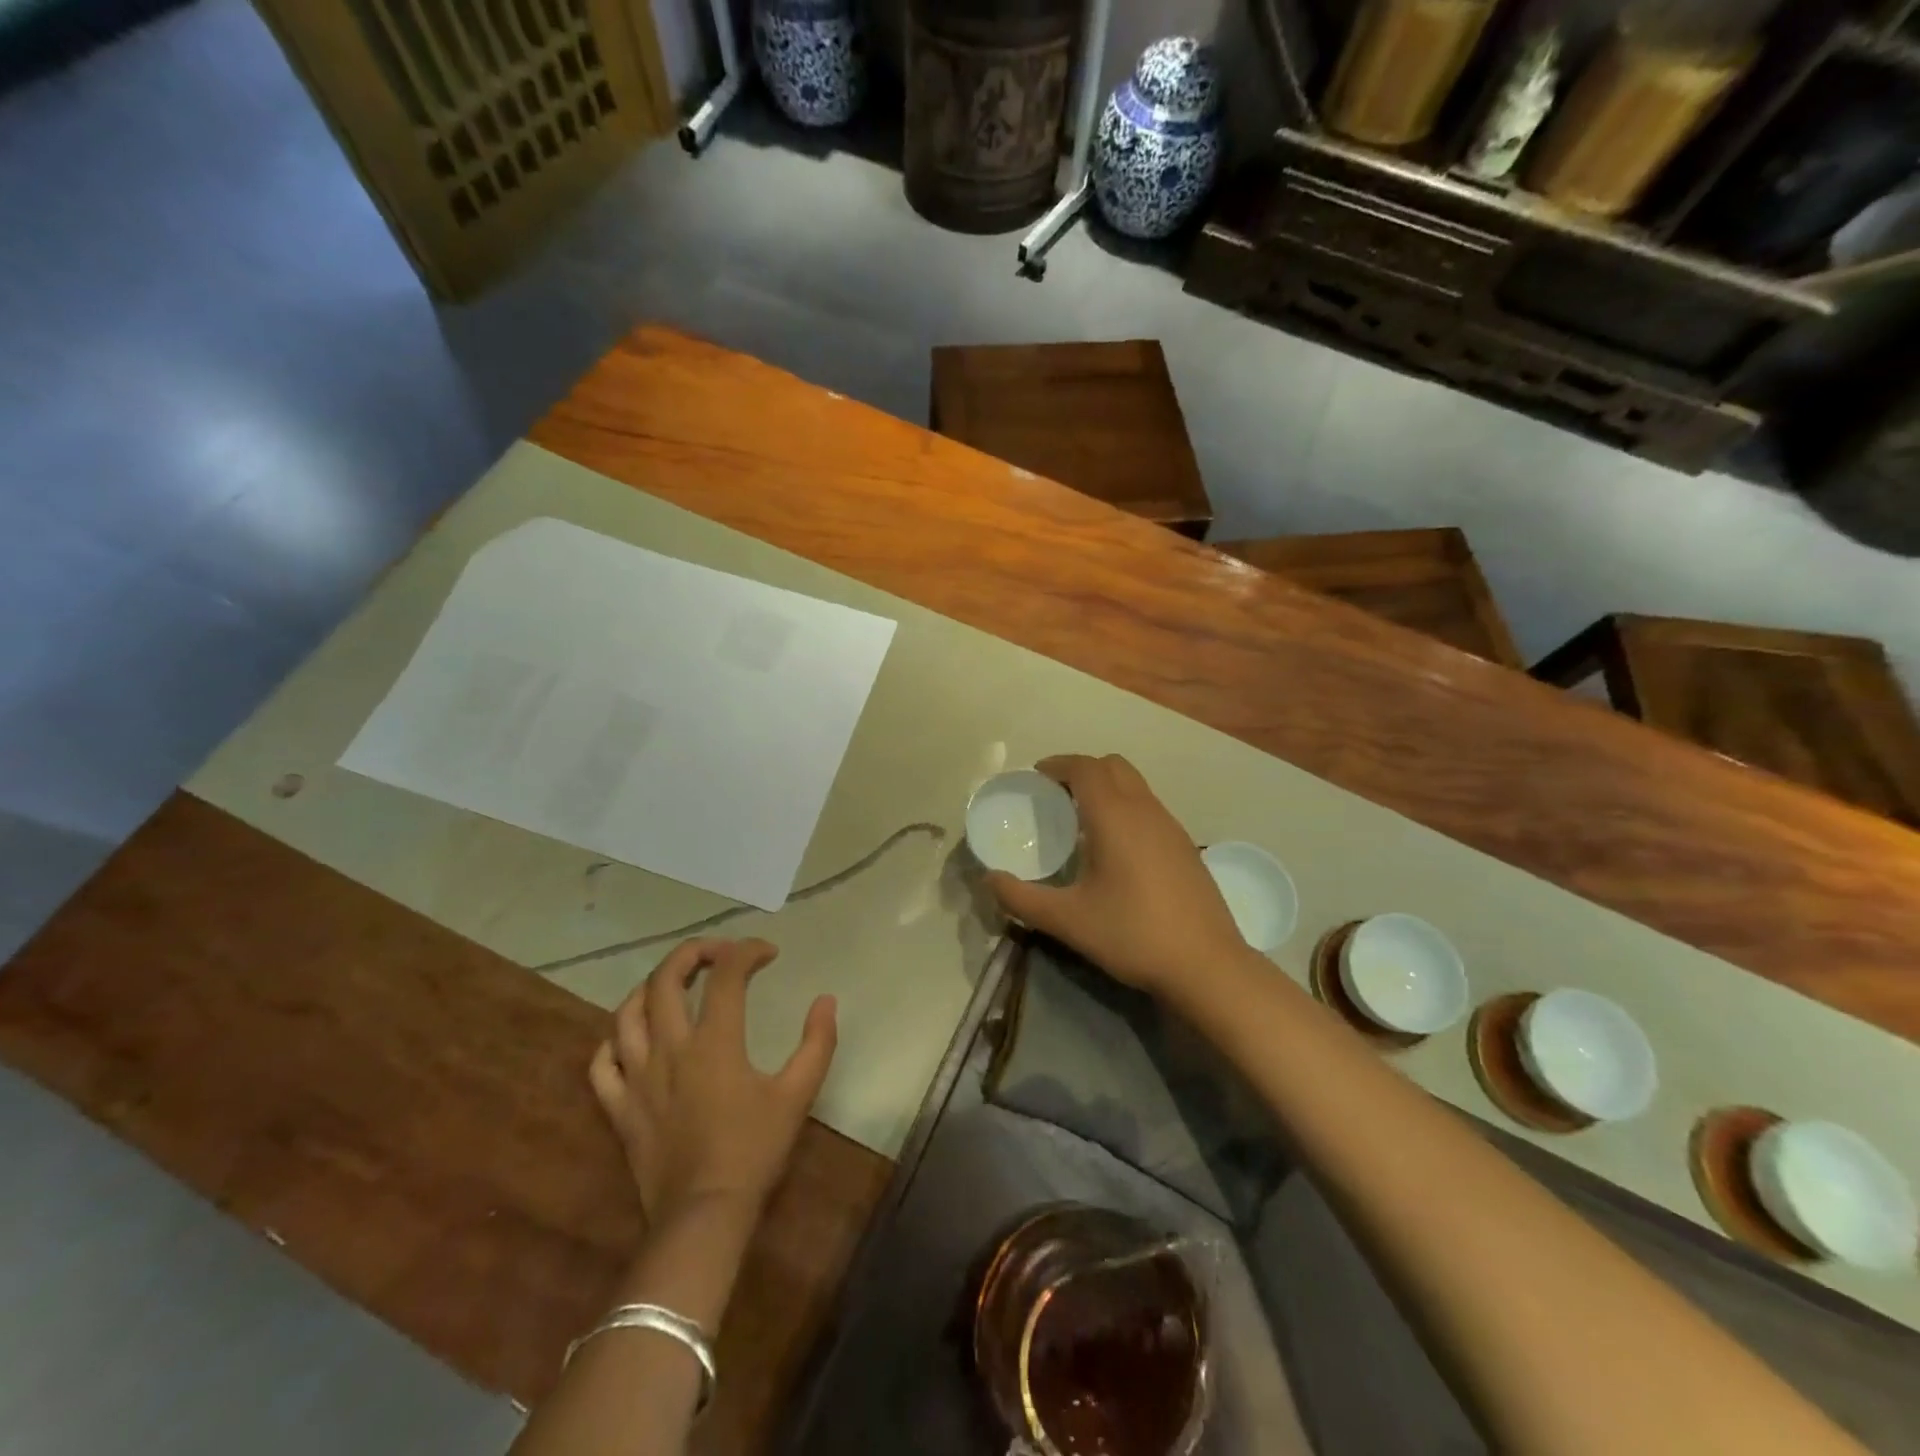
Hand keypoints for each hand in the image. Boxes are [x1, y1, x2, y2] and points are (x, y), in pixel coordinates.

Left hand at [588, 938, 836, 1226]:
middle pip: (665, 979)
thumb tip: (826, 1000)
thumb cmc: (754, 1150)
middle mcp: (670, 1048)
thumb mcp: (798, 1094)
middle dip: (691, 953)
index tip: (768, 953)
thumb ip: (817, 1042)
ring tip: (672, 983)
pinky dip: (614, 1041)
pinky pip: (602, 1064)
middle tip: (718, 953)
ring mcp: (637, 1077)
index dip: (747, 951)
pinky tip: (633, 1037)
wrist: (704, 1215)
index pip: (726, 974)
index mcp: (715, 1041)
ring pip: (627, 1013)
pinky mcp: (619, 1107)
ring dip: (649, 987)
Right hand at [984, 754, 1246, 996]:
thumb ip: (1021, 898)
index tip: (1036, 776)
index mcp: (1115, 816)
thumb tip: (989, 880)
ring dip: (1107, 788)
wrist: (1207, 965)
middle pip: (1113, 766)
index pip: (1085, 768)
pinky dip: (1126, 808)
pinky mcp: (1186, 848)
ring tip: (1082, 820)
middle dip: (1082, 770)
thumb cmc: (1132, 934)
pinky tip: (1116, 849)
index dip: (1058, 764)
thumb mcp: (1067, 920)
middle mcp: (1146, 810)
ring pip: (1136, 786)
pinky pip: (1150, 808)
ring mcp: (1172, 827)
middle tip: (1056, 794)